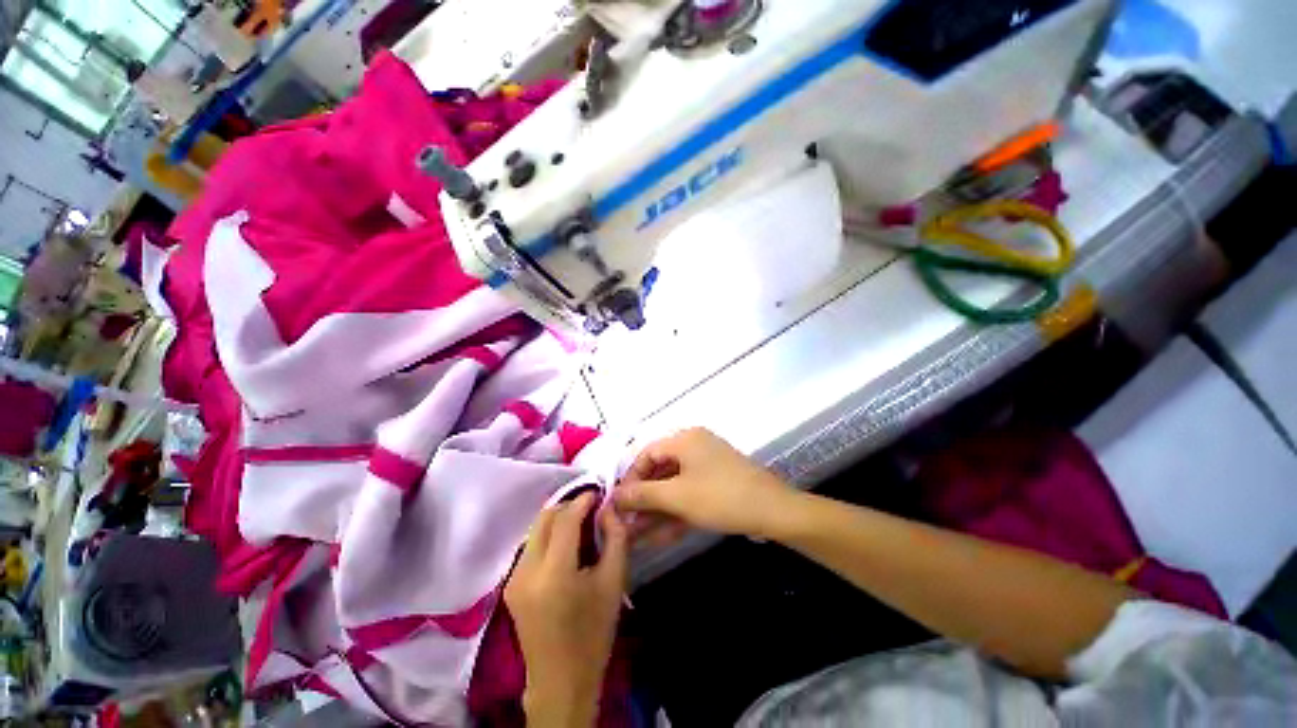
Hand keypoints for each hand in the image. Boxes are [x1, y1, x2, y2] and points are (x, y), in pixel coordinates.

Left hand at [506, 493, 627, 727]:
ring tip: (581, 523)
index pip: (565, 519)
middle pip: (545, 518)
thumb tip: (609, 508)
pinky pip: (531, 545)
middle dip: (569, 505)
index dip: (583, 500)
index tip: (599, 492)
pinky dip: (549, 535)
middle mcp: (527, 571)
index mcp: (554, 573)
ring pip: (536, 529)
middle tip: (591, 506)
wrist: (561, 681)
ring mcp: (514, 578)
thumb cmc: (594, 632)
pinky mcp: (510, 585)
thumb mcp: (613, 582)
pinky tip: (566, 544)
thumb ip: (615, 537)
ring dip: (558, 519)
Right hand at [614, 428, 796, 539]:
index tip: (618, 504)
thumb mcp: (677, 496)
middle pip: (659, 471)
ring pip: (674, 486)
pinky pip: (689, 494)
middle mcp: (694, 446)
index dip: (630, 478)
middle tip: (626, 524)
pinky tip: (659, 536)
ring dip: (656, 510)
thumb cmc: (720, 497)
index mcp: (684, 440)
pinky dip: (675, 512)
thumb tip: (614, 495)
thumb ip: (643, 495)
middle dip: (643, 499)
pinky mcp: (716, 483)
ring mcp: (707, 465)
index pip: (646, 454)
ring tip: (637, 536)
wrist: (774, 512)